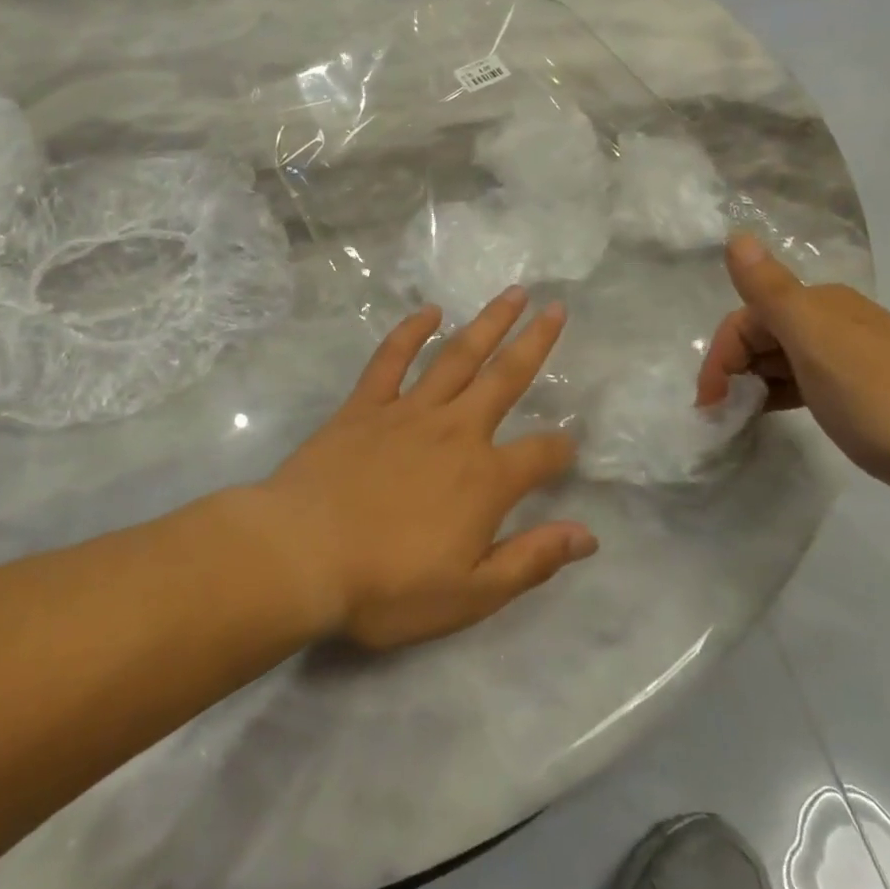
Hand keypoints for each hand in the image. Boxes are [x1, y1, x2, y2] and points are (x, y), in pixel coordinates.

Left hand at [252, 288, 596, 650]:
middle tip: (557, 308)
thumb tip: (587, 535)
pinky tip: (429, 310)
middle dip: (535, 343)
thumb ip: (531, 560)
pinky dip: (411, 331)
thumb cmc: (388, 585)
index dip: (561, 449)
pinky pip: (392, 359)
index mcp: (485, 479)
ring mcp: (408, 411)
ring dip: (487, 323)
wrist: (302, 554)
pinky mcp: (365, 405)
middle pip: (506, 378)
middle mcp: (455, 431)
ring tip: (512, 293)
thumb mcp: (471, 594)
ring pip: (457, 356)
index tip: (569, 444)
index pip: (541, 454)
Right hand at [697, 235, 889, 518]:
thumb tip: (737, 236)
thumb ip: (770, 291)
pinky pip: (802, 382)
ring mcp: (850, 357)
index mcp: (820, 305)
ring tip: (741, 418)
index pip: (747, 318)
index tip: (711, 403)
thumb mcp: (815, 341)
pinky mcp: (862, 391)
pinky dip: (779, 395)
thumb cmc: (881, 398)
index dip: (722, 356)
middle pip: (762, 336)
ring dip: (753, 383)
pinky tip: (775, 415)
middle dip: (733, 370)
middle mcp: (834, 321)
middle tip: (722, 414)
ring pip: (781, 360)